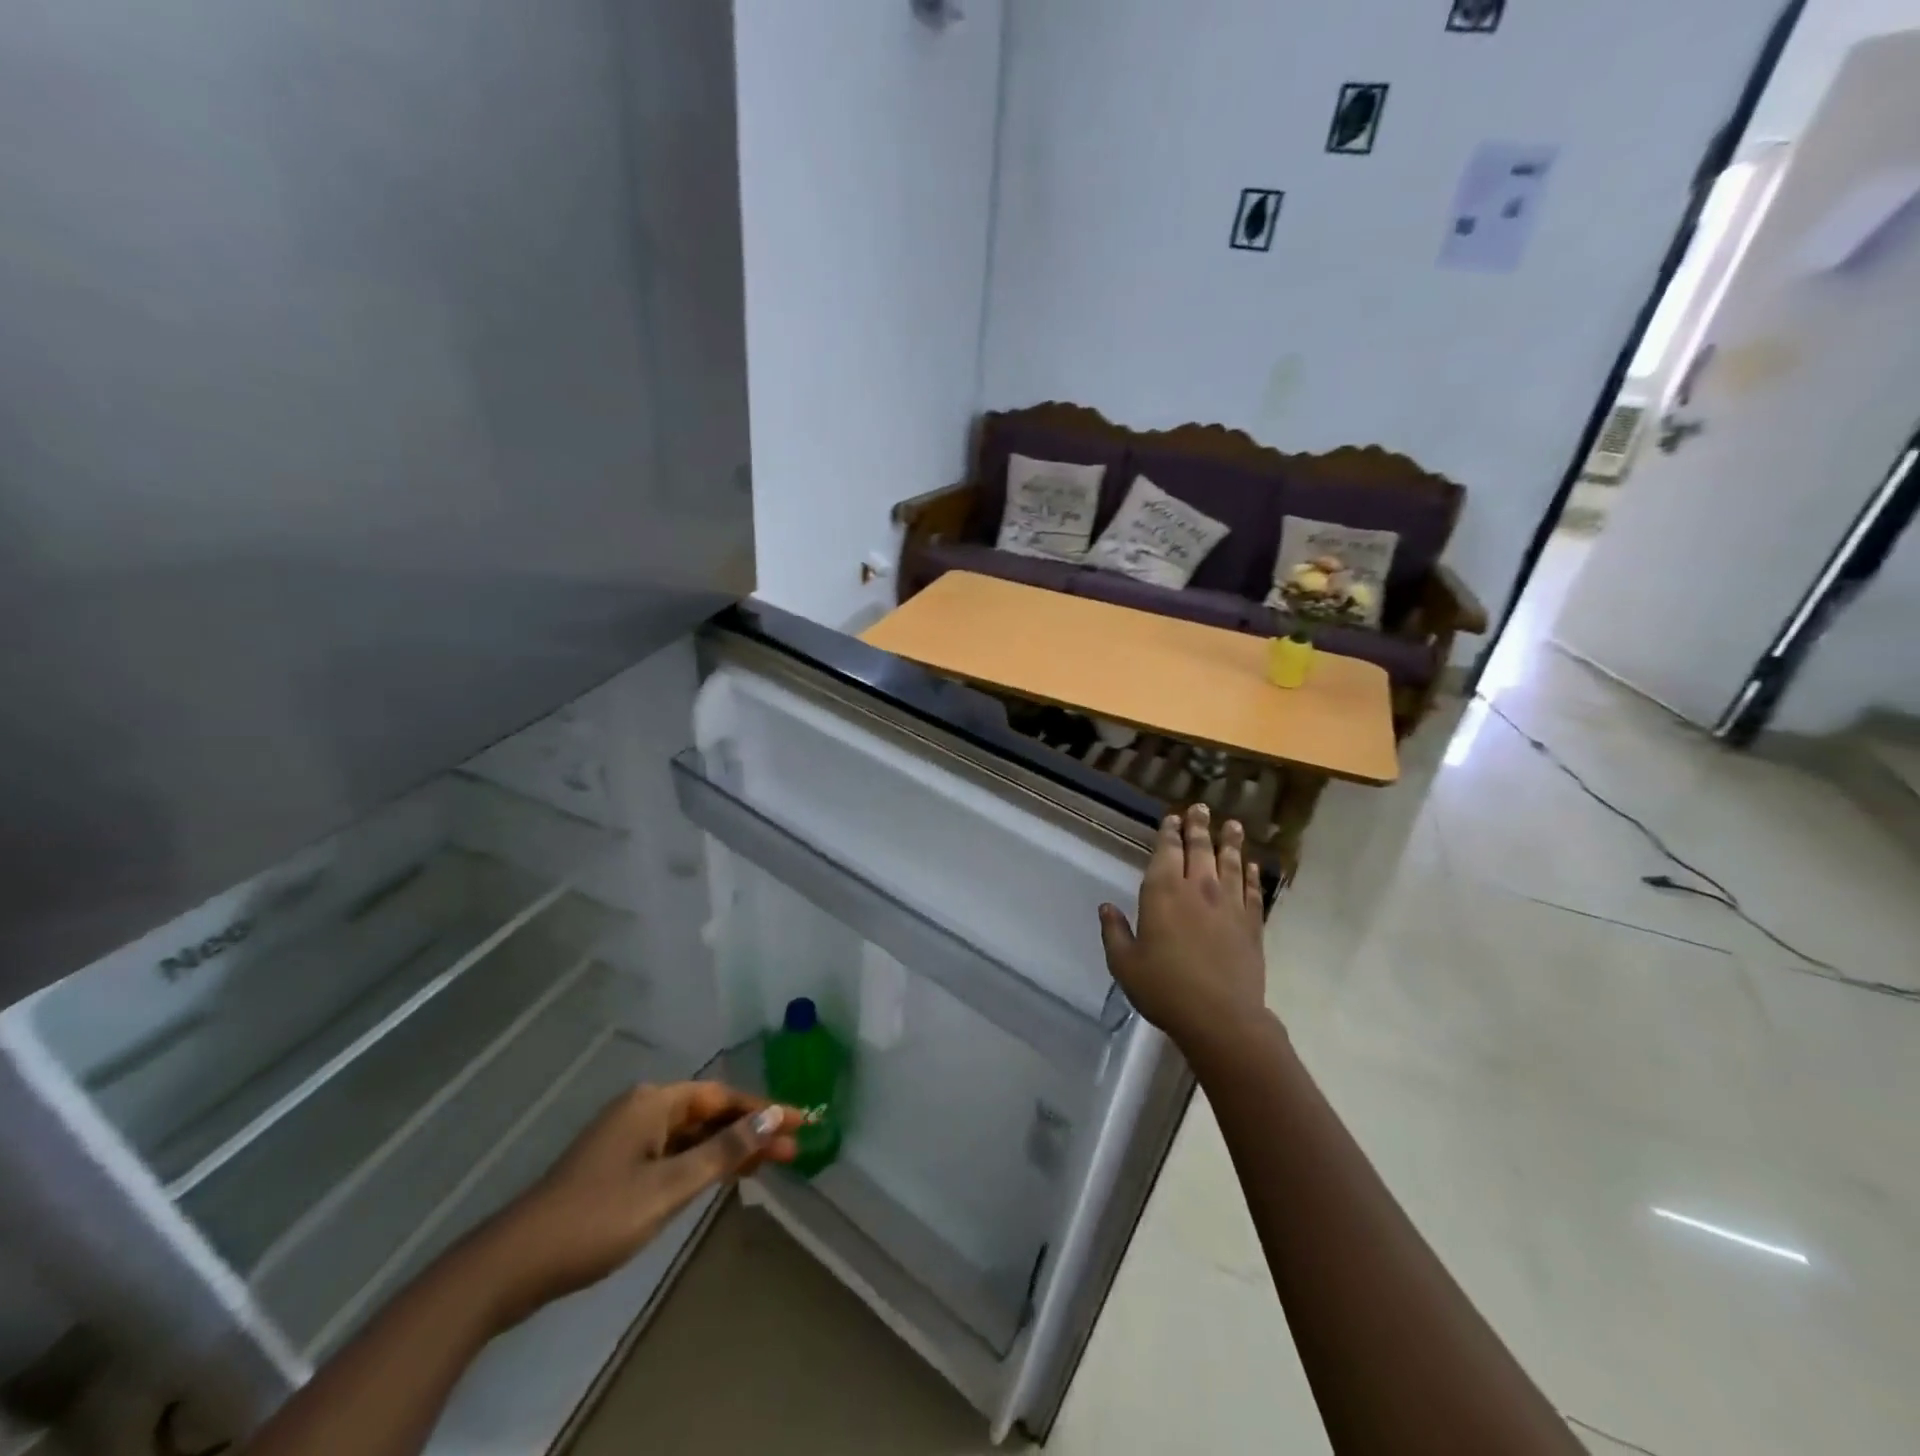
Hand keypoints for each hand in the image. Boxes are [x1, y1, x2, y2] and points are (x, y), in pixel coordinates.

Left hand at [463, 1082, 802, 1331]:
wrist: (513, 1264)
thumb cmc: (597, 1218)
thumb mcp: (668, 1186)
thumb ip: (722, 1151)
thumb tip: (771, 1119)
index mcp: (654, 1102)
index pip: (722, 1097)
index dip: (763, 1109)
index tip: (800, 1121)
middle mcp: (643, 1109)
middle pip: (709, 1113)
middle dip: (750, 1130)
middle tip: (792, 1149)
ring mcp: (628, 1138)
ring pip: (692, 1135)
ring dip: (729, 1148)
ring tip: (769, 1164)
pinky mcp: (618, 1166)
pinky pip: (674, 1153)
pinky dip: (702, 1163)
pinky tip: (722, 1177)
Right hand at [1099, 804, 1269, 1053]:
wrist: (1220, 1018)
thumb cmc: (1164, 989)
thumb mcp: (1125, 964)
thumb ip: (1114, 932)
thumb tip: (1106, 908)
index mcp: (1163, 892)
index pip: (1167, 851)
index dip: (1170, 832)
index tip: (1174, 817)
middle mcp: (1198, 888)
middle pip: (1200, 849)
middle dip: (1199, 826)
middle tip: (1202, 808)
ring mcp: (1229, 904)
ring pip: (1231, 863)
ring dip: (1230, 842)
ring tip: (1232, 825)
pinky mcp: (1252, 924)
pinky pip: (1253, 891)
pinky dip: (1252, 874)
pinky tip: (1253, 866)